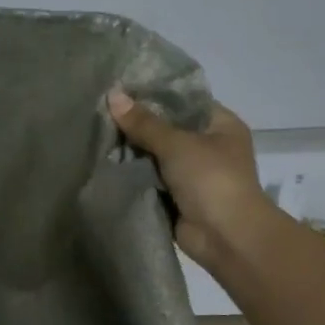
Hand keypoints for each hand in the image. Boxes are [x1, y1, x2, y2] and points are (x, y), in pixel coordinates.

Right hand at [107, 88, 274, 269]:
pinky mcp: (177, 196)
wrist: (227, 237)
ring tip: (97, 132)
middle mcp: (209, 146)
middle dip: (138, 124)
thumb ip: (144, 122)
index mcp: (221, 125)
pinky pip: (150, 178)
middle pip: (167, 128)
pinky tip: (105, 160)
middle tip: (101, 110)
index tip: (121, 87)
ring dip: (132, 150)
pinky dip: (133, 173)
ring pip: (156, 154)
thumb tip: (112, 95)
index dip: (154, 93)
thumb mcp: (177, 143)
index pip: (184, 100)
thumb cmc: (211, 179)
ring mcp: (193, 174)